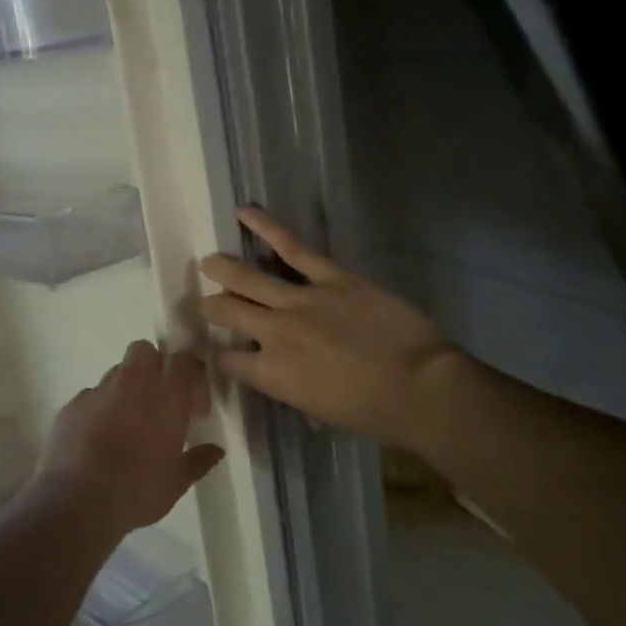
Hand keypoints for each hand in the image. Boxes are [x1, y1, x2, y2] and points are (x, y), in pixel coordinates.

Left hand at [37, 340, 226, 534]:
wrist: (76, 503)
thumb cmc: (137, 491)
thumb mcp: (176, 482)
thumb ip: (198, 460)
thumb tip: (215, 451)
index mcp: (166, 396)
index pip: (186, 362)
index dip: (193, 379)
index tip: (194, 410)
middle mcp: (132, 383)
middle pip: (145, 351)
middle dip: (154, 367)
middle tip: (159, 402)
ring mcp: (98, 392)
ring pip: (116, 373)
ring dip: (127, 389)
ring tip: (127, 424)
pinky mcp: (71, 406)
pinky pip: (91, 397)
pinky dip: (99, 410)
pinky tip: (98, 439)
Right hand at [199, 207, 457, 450]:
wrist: (418, 386)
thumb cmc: (373, 412)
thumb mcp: (321, 412)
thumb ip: (294, 391)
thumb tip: (289, 381)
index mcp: (271, 374)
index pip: (228, 359)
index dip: (221, 354)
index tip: (223, 351)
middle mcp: (274, 333)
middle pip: (227, 312)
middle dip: (212, 307)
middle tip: (207, 303)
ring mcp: (300, 300)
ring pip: (247, 277)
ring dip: (222, 268)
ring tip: (209, 262)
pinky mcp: (330, 277)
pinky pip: (291, 247)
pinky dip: (265, 226)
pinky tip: (245, 212)